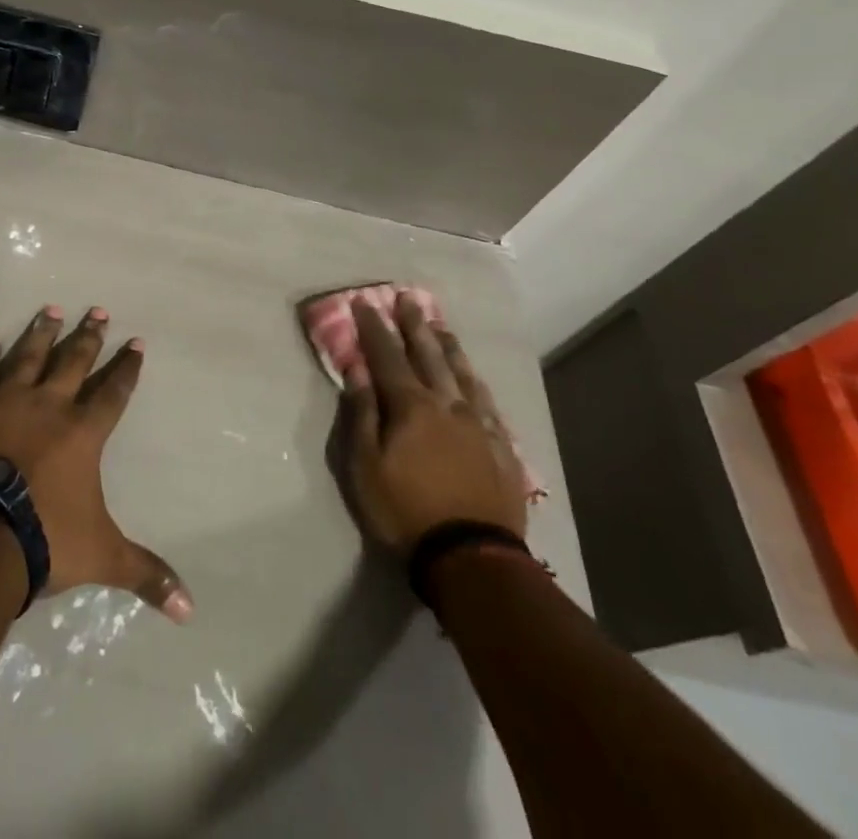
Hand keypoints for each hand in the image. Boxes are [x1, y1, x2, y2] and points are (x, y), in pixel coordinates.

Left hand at [0, 305, 191, 621]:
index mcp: (82, 433)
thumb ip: (145, 574)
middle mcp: (48, 406)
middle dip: (88, 337)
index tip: (136, 342)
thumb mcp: (102, 556)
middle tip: (98, 310)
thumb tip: (190, 610)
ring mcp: (5, 403)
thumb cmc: (44, 539)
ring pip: (28, 357)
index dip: (126, 368)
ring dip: (41, 332)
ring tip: (51, 309)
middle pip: (73, 362)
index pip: (113, 393)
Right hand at [339, 293, 528, 555]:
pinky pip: (488, 404)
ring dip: (448, 347)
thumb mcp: (365, 465)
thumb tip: (357, 371)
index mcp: (411, 406)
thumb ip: (362, 414)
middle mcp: (447, 405)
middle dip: (415, 326)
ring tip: (440, 326)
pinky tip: (474, 378)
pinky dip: (475, 383)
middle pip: (428, 356)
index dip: (374, 328)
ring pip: (462, 374)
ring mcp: (478, 425)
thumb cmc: (405, 510)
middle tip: (408, 299)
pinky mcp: (501, 448)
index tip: (365, 303)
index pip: (387, 356)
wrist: (471, 558)